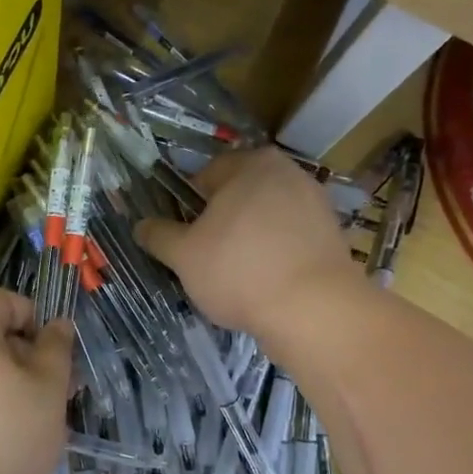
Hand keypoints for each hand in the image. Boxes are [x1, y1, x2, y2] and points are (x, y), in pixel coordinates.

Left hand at [0, 290, 72, 473]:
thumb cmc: (3, 438)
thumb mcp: (48, 392)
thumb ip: (56, 350)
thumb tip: (57, 323)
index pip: (6, 301)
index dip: (37, 323)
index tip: (55, 362)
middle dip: (22, 356)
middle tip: (48, 395)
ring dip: (2, 383)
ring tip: (24, 422)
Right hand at [134, 148, 365, 348]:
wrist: (314, 310)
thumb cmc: (240, 271)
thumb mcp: (184, 256)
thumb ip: (159, 236)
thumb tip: (140, 226)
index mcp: (250, 163)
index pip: (204, 177)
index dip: (187, 209)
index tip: (183, 241)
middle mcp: (287, 172)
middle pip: (237, 198)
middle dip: (220, 225)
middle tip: (206, 261)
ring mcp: (316, 203)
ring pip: (265, 220)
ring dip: (248, 242)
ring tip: (237, 278)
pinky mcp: (332, 236)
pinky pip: (289, 241)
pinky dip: (275, 256)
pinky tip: (267, 284)